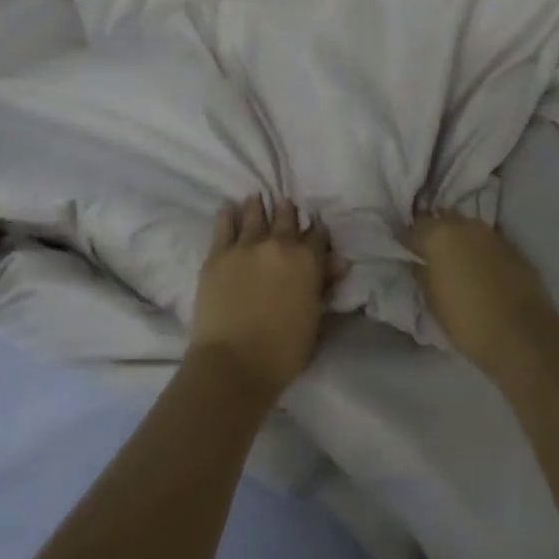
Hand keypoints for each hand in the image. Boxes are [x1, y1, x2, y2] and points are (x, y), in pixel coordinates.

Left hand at [190, 195, 335, 399]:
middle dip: (287, 211)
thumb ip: (324, 285)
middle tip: (285, 203)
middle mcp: (279, 245)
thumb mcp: (313, 319)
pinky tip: (228, 207)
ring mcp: (246, 246)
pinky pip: (224, 226)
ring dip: (258, 205)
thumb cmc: (282, 351)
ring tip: (256, 196)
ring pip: (255, 215)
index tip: (315, 227)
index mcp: (307, 261)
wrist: (233, 362)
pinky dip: (228, 215)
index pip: (317, 236)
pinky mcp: (218, 254)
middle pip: (286, 219)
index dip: (317, 231)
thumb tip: (339, 262)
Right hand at [405, 213, 555, 378]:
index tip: (405, 252)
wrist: (522, 336)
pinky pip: (486, 242)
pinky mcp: (512, 247)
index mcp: (439, 236)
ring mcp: (491, 234)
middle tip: (429, 253)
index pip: (414, 227)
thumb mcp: (433, 301)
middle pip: (442, 220)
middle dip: (434, 233)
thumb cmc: (468, 321)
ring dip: (458, 239)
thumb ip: (423, 274)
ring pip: (466, 228)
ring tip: (454, 260)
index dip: (408, 240)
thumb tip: (420, 264)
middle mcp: (465, 226)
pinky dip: (478, 250)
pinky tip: (478, 268)